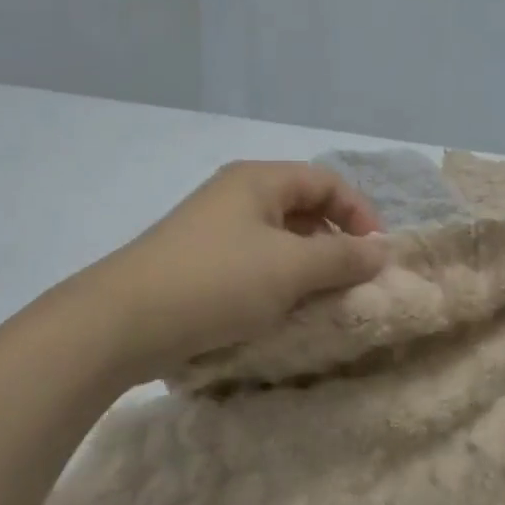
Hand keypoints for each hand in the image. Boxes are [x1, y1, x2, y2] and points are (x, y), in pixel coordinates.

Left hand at [95, 161, 387, 366]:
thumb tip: (383, 251)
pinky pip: (255, 263)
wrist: (121, 323)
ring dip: (308, 266)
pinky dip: (279, 282)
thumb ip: (344, 258)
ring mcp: (213, 230)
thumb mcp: (292, 268)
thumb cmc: (217, 282)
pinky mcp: (199, 264)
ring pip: (279, 239)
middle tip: (353, 280)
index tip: (377, 254)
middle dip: (336, 242)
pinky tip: (282, 311)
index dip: (360, 213)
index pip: (327, 181)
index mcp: (259, 181)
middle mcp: (236, 196)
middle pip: (303, 208)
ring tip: (322, 300)